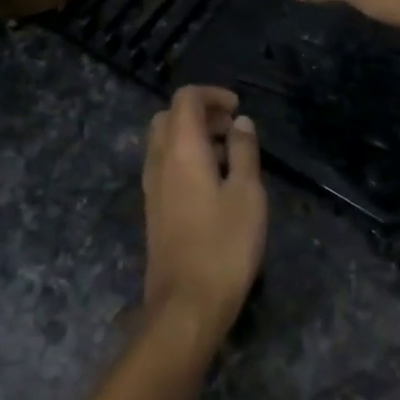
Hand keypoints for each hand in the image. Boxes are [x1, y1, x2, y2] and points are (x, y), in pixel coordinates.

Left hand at [142, 87, 267, 340]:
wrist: (187, 304)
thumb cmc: (224, 245)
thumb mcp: (247, 193)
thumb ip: (244, 151)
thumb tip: (240, 123)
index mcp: (181, 150)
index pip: (185, 99)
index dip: (212, 95)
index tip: (238, 109)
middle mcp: (159, 162)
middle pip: (168, 117)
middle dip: (200, 113)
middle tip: (232, 129)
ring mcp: (152, 187)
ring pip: (163, 143)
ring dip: (192, 137)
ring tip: (228, 155)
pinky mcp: (154, 209)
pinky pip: (164, 166)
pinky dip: (185, 159)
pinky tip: (213, 183)